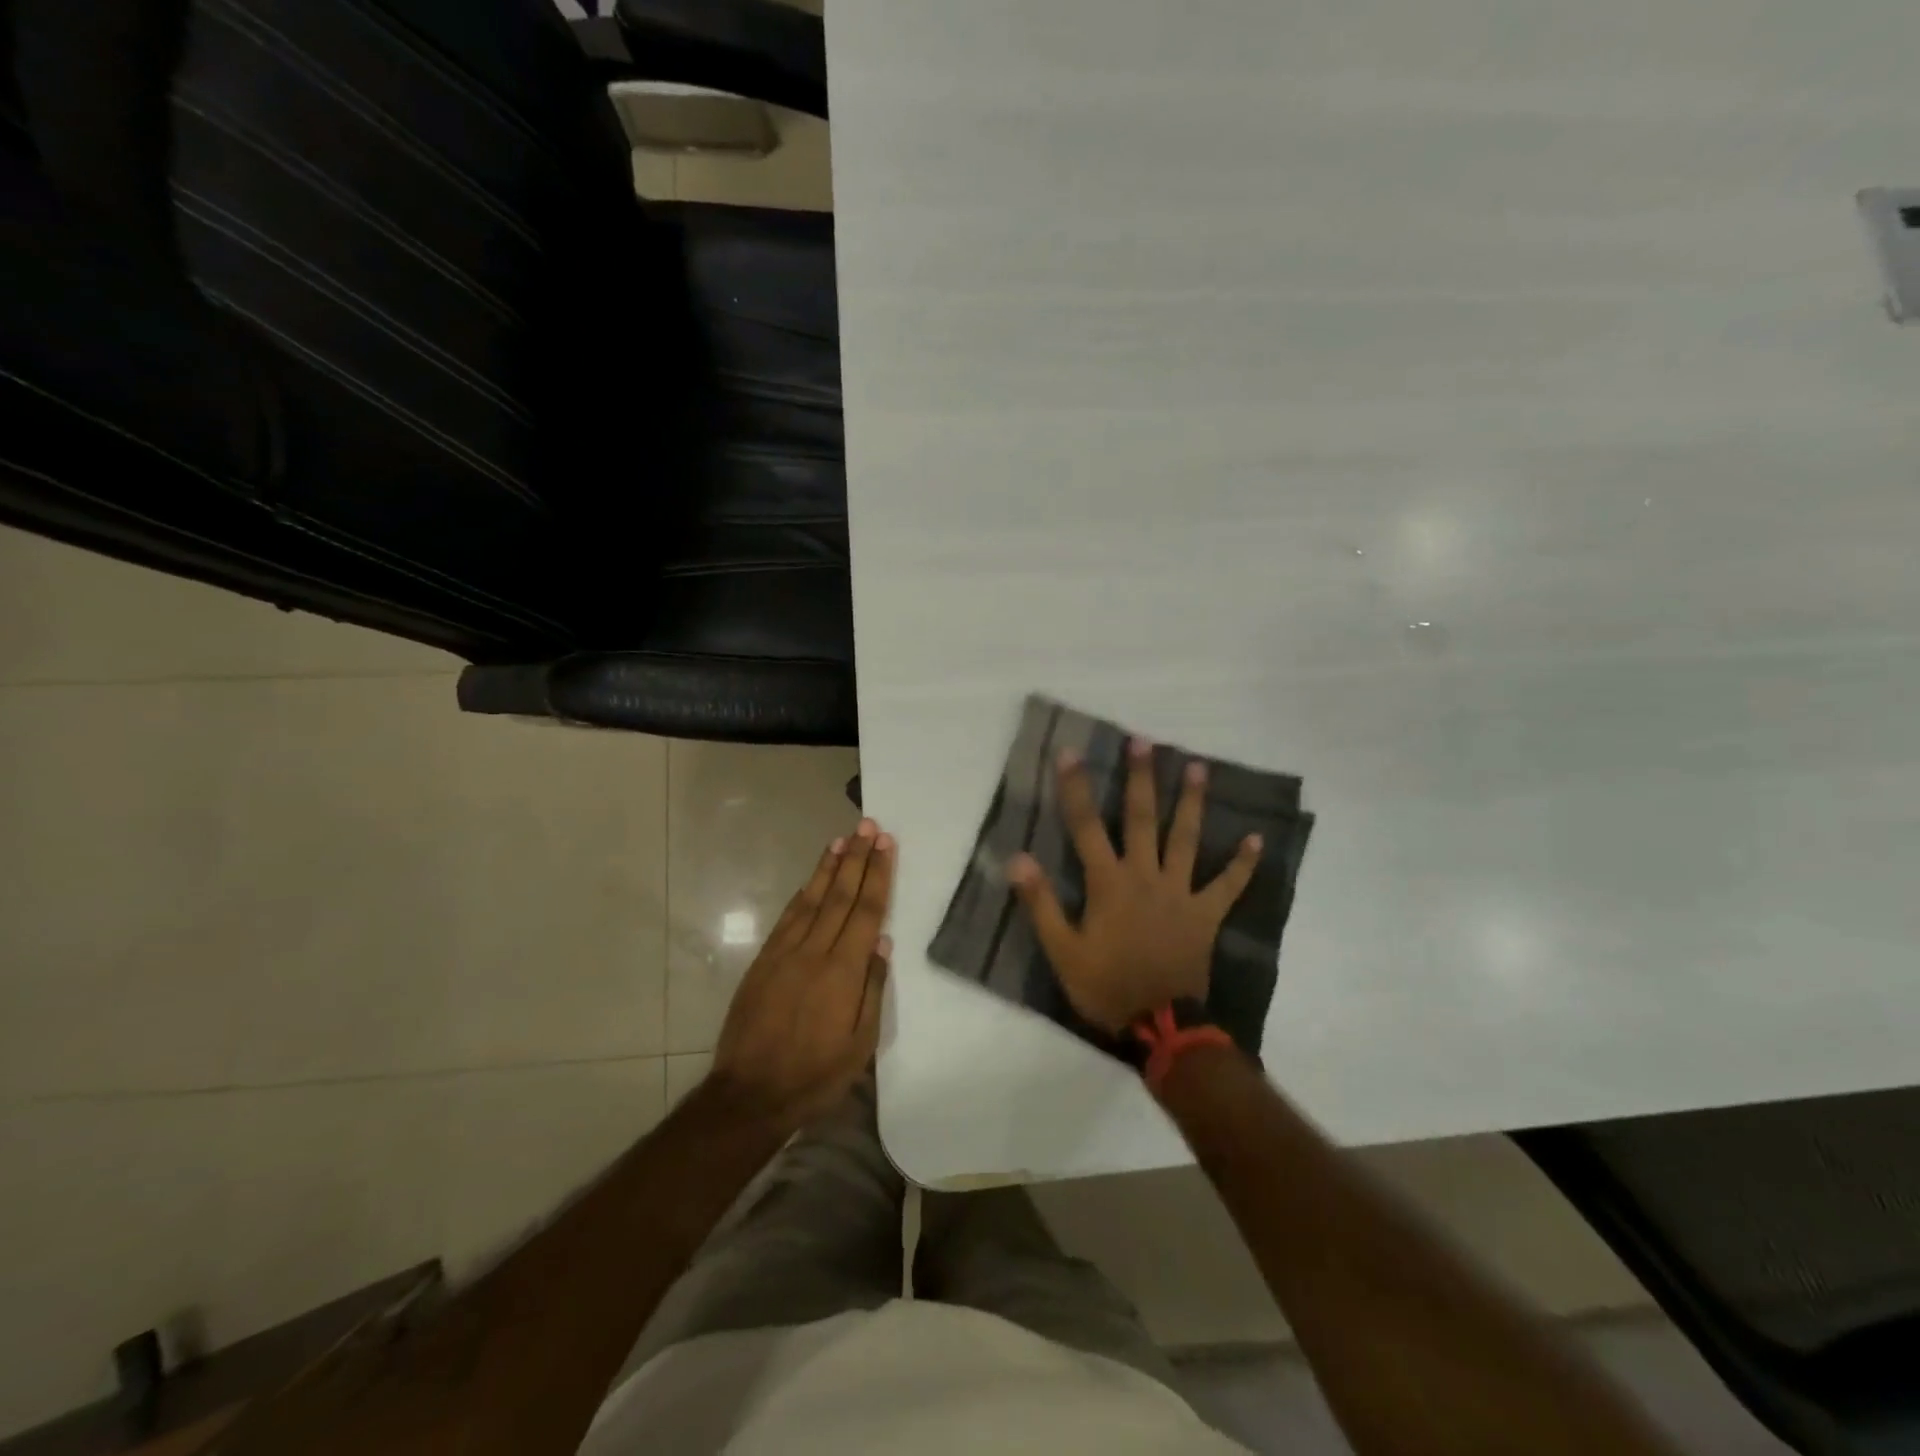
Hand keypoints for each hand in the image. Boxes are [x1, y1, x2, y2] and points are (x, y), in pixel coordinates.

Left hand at [709, 820, 893, 1132]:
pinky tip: (811, 880)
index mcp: (843, 971)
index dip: (877, 875)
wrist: (750, 1094)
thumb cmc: (816, 1074)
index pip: (865, 911)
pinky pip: (787, 918)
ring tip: (842, 839)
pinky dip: (802, 894)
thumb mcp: (861, 1044)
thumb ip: (873, 988)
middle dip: (857, 859)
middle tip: (868, 826)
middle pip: (839, 896)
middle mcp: (814, 952)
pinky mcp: (763, 962)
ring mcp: (784, 954)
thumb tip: (882, 941)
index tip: (885, 844)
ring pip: (811, 900)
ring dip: (828, 867)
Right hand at [1009, 738, 1261, 1032]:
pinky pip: (1228, 886)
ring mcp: (1180, 893)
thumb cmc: (1106, 986)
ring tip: (1198, 767)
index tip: (1070, 753)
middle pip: (1142, 819)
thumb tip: (1018, 858)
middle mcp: (1146, 876)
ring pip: (1187, 839)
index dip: (1075, 788)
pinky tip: (1256, 839)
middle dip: (1141, 778)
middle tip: (1144, 741)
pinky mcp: (1206, 914)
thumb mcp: (1062, 951)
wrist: (1160, 1025)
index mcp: (1109, 883)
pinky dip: (1242, 864)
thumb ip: (1041, 903)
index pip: (1086, 826)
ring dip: (1191, 802)